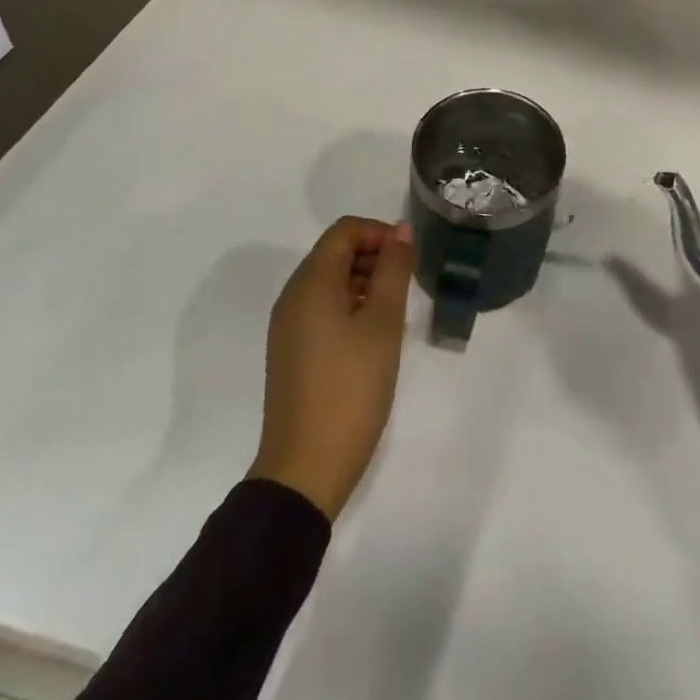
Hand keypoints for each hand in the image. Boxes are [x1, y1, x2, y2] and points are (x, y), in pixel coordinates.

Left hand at [250, 217, 415, 520]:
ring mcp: (289, 327)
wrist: (307, 468)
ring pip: (331, 282)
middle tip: (408, 285)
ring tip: (396, 312)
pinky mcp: (293, 352)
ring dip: (366, 282)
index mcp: (311, 284)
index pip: (345, 231)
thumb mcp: (383, 323)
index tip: (410, 258)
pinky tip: (375, 336)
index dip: (380, 233)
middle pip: (335, 253)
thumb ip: (394, 270)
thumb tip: (401, 230)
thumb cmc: (351, 387)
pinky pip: (323, 309)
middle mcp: (293, 298)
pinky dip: (351, 306)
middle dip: (375, 257)